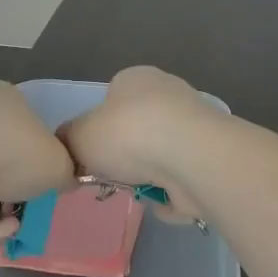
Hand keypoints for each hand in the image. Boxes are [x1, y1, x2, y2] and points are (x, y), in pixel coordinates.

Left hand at [0, 82, 75, 246]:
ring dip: (1, 205)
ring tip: (16, 223)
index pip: (28, 124)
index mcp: (3, 98)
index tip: (49, 179)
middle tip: (33, 204)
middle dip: (18, 184)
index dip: (42, 154)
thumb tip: (62, 179)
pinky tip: (1, 230)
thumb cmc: (9, 152)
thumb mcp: (58, 162)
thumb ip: (65, 171)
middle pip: (3, 155)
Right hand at [58, 66, 222, 223]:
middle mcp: (166, 93)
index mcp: (135, 78)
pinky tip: (163, 197)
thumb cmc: (128, 134)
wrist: (190, 158)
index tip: (92, 154)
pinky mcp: (209, 156)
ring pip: (159, 156)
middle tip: (110, 178)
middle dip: (124, 157)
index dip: (98, 129)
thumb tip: (68, 148)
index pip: (111, 100)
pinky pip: (180, 178)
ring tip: (137, 190)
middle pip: (136, 130)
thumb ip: (68, 140)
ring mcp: (192, 124)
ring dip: (147, 177)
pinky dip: (170, 191)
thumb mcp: (80, 135)